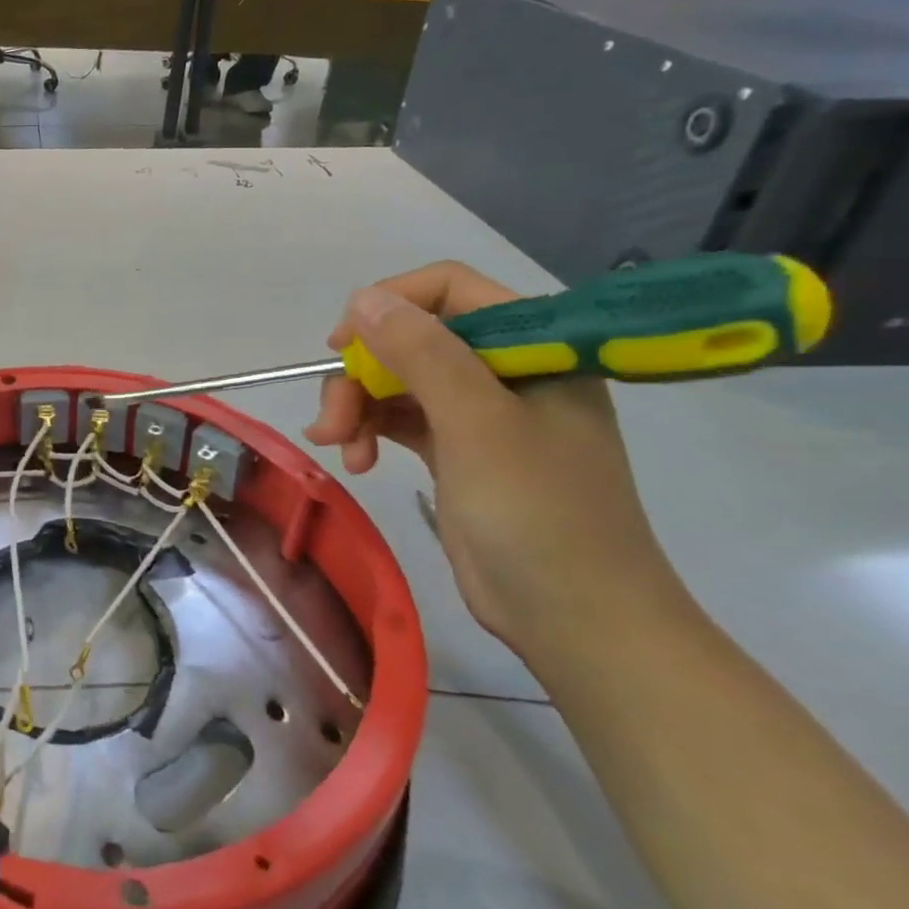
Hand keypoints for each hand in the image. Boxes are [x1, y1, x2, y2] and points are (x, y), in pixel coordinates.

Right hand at [303, 262, 679, 653]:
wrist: (575, 618)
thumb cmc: (538, 513)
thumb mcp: (477, 424)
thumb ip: (423, 353)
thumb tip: (365, 298)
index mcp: (536, 349)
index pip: (452, 290)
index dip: (391, 305)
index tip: (344, 344)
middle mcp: (507, 372)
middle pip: (412, 340)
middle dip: (363, 374)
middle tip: (332, 420)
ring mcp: (482, 413)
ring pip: (398, 381)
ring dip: (358, 407)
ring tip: (337, 447)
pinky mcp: (458, 451)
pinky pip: (400, 419)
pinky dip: (371, 432)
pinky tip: (356, 461)